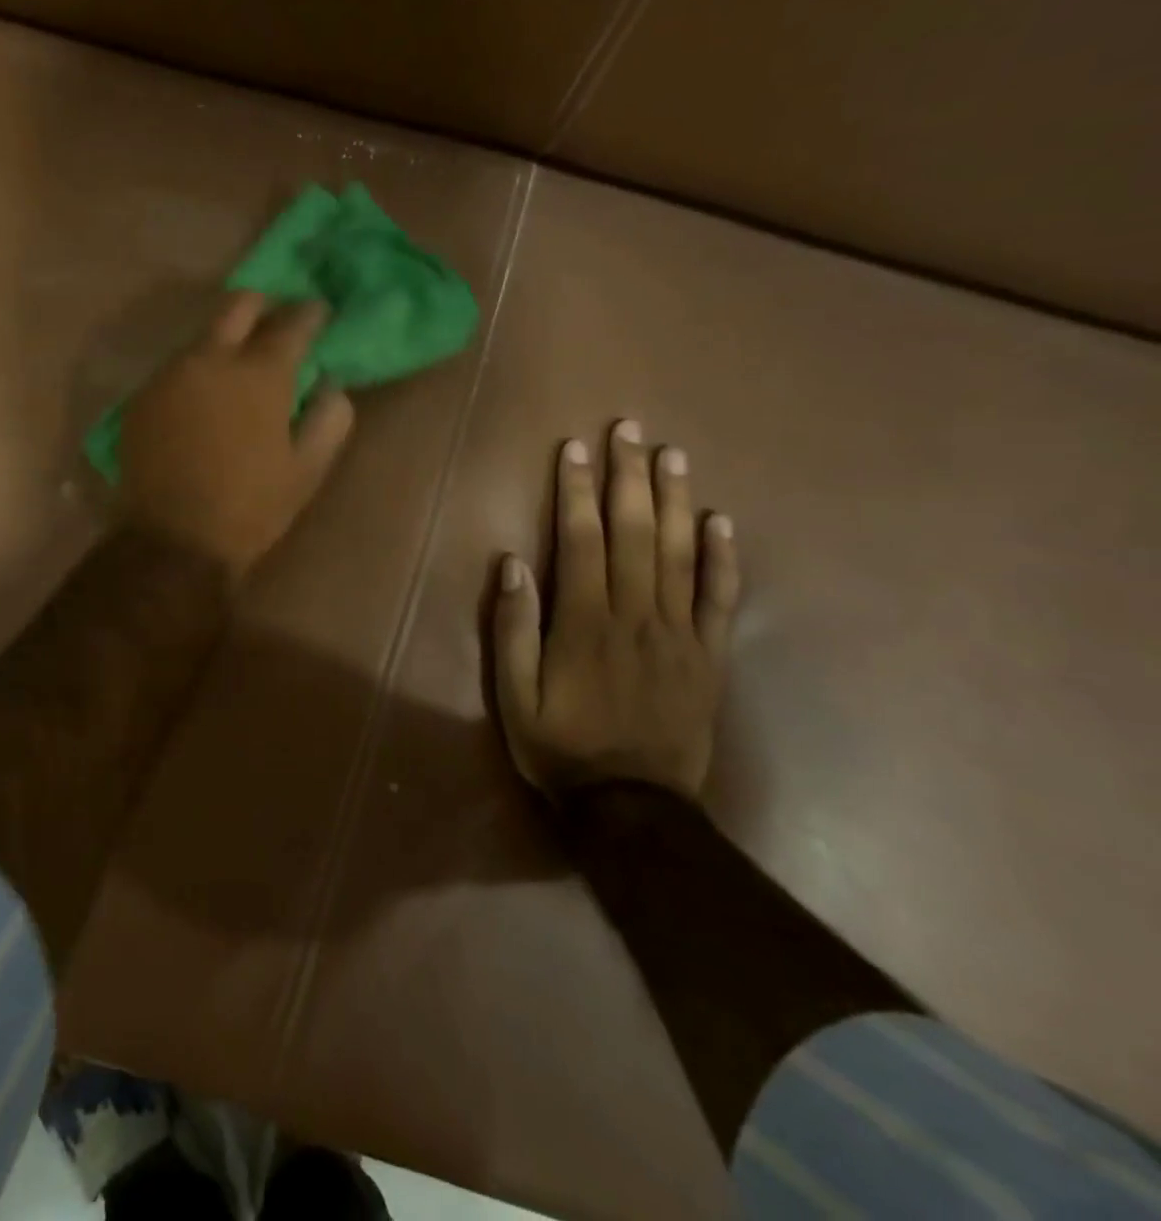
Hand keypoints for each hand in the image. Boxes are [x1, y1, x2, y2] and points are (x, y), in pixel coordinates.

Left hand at [119, 292, 354, 580]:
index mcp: (260, 373)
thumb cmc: (250, 508)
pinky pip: (176, 367)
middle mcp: (212, 358)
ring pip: (202, 335)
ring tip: (237, 366)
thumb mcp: (306, 471)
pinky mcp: (142, 396)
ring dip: (225, 340)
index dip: (310, 313)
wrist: (173, 541)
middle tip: (275, 321)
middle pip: (238, 304)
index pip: (293, 322)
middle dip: (262, 304)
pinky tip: (202, 398)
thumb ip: (329, 419)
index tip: (318, 313)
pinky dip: (196, 371)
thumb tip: (330, 386)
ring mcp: (170, 374)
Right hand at [494, 420, 739, 799]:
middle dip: (629, 477)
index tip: (576, 450)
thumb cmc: (560, 746)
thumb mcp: (513, 695)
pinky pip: (721, 599)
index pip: (582, 541)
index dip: (578, 492)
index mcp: (584, 624)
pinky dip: (723, 557)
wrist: (633, 806)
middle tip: (630, 430)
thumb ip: (513, 629)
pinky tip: (720, 520)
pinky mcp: (709, 656)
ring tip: (673, 455)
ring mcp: (680, 635)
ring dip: (675, 500)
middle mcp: (636, 617)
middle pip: (635, 534)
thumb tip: (512, 565)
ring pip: (680, 555)